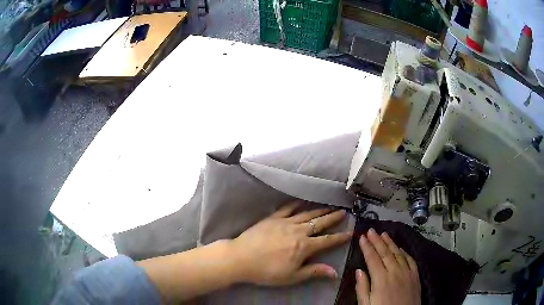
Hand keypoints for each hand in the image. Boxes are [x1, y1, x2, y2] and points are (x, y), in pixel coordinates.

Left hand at [230, 202, 351, 285]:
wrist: (241, 258)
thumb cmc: (267, 271)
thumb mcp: (292, 276)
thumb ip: (314, 271)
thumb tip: (335, 272)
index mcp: (304, 246)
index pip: (327, 241)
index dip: (339, 237)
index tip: (350, 232)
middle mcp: (298, 231)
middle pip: (319, 223)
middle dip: (332, 218)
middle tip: (343, 212)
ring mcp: (285, 223)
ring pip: (307, 214)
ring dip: (319, 210)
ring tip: (329, 206)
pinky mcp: (272, 218)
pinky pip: (287, 208)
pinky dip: (296, 204)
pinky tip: (302, 201)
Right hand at [356, 228, 420, 304]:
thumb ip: (362, 288)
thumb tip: (358, 271)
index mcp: (381, 279)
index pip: (372, 259)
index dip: (367, 247)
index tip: (362, 237)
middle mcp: (395, 272)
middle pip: (385, 253)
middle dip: (377, 240)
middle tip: (371, 230)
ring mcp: (407, 272)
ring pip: (398, 253)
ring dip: (390, 242)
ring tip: (384, 234)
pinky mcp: (415, 275)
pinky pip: (410, 259)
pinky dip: (404, 252)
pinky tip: (400, 247)